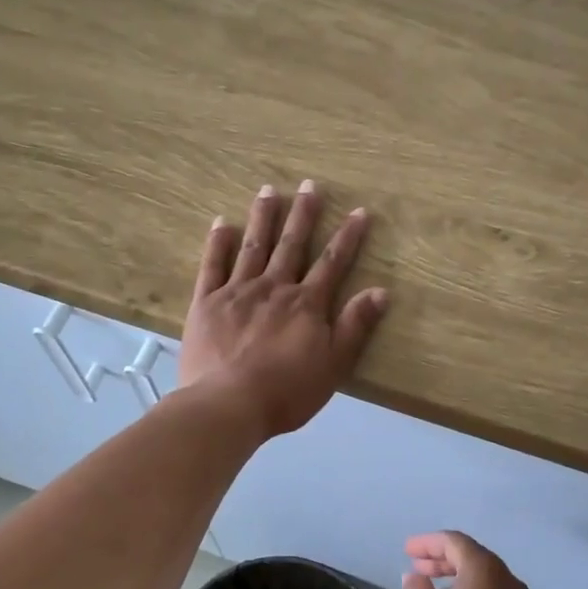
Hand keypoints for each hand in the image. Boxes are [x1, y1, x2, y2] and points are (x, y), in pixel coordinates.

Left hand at [181, 181, 388, 438]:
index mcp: (306, 304)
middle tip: (309, 184)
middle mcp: (274, 288)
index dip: (348, 237)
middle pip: (291, 245)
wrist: (228, 404)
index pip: (332, 263)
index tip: (359, 211)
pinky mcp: (206, 303)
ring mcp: (237, 292)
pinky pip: (212, 266)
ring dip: (263, 217)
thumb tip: (381, 291)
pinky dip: (217, 243)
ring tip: (269, 190)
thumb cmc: (286, 391)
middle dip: (303, 214)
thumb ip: (355, 326)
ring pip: (253, 246)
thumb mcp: (333, 365)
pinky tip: (222, 222)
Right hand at [402, 531, 549, 588]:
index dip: (427, 543)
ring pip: (483, 580)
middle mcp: (507, 577)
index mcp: (485, 567)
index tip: (407, 550)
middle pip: (471, 557)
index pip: (453, 541)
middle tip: (417, 568)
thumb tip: (416, 577)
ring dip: (456, 579)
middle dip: (441, 560)